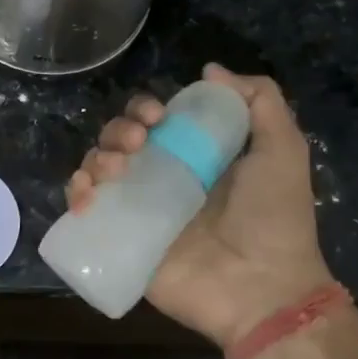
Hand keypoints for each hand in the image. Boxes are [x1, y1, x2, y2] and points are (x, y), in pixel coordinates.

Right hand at [66, 63, 330, 347]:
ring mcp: (137, 208)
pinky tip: (86, 196)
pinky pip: (85, 209)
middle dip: (118, 130)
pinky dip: (75, 194)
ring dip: (96, 157)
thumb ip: (260, 101)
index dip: (144, 108)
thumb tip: (210, 70)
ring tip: (115, 170)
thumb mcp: (282, 149)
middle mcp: (160, 176)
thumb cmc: (273, 217)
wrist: (262, 288)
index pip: (152, 118)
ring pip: (97, 167)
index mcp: (192, 154)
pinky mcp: (120, 239)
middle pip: (119, 138)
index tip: (156, 115)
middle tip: (137, 145)